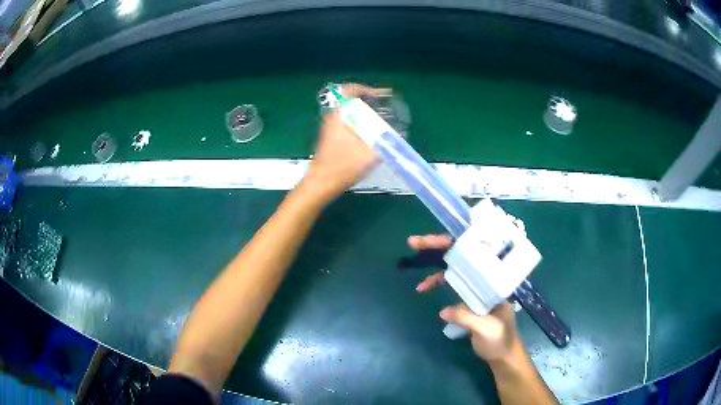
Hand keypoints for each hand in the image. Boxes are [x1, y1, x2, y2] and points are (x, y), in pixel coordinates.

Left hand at [304, 83, 390, 201]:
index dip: (366, 89)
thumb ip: (385, 141)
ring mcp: (331, 128)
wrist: (321, 184)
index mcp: (340, 115)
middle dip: (370, 101)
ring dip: (366, 112)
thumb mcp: (370, 154)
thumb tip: (396, 133)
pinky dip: (361, 122)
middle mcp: (333, 117)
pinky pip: (349, 122)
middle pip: (352, 100)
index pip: (349, 90)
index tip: (381, 96)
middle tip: (386, 107)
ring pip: (350, 112)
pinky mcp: (332, 138)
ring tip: (382, 119)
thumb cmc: (343, 167)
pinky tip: (372, 134)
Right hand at [408, 235, 522, 363]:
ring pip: (454, 267)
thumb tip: (443, 311)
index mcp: (497, 281)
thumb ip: (467, 318)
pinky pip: (451, 283)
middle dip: (439, 247)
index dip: (457, 244)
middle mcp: (486, 277)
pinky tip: (423, 288)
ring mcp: (477, 286)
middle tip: (415, 242)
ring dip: (434, 263)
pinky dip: (437, 283)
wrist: (502, 354)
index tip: (438, 240)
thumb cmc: (500, 340)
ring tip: (414, 255)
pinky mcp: (468, 296)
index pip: (477, 255)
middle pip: (462, 256)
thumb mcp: (486, 330)